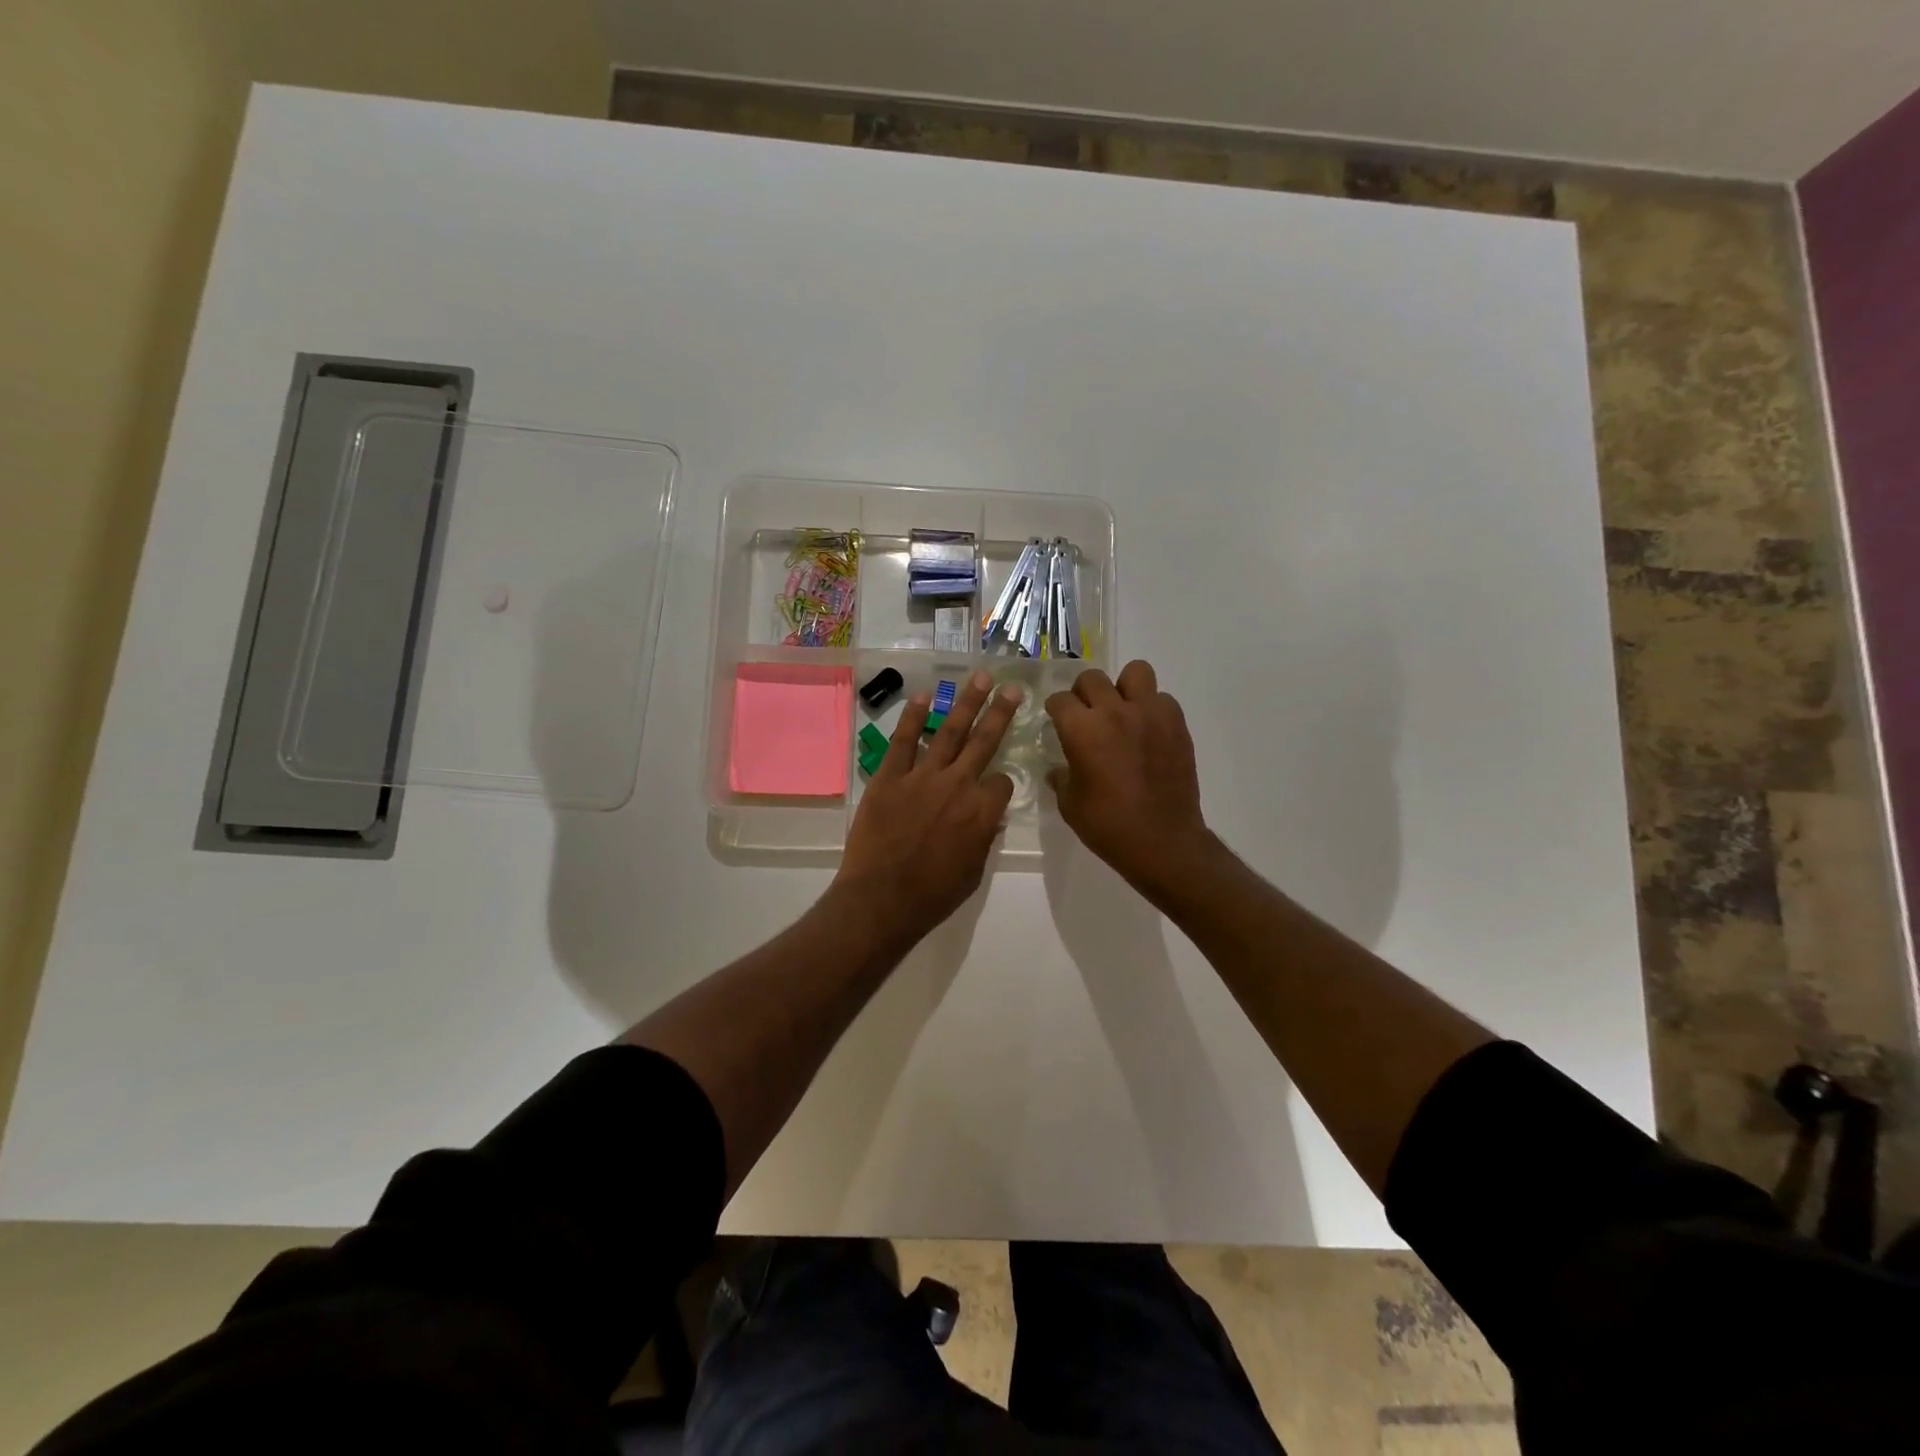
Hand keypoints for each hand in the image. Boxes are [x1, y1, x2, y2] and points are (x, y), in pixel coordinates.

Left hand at [836, 670, 1021, 941]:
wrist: (881, 900)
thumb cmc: (933, 895)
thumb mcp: (974, 872)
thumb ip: (983, 838)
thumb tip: (988, 817)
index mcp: (982, 811)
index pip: (1001, 781)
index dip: (1000, 784)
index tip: (993, 790)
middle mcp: (957, 785)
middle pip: (985, 741)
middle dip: (1000, 711)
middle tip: (1012, 687)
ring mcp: (921, 777)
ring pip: (949, 731)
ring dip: (966, 702)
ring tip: (979, 677)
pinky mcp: (889, 777)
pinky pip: (903, 741)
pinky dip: (913, 717)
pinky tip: (923, 695)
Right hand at [1046, 660, 1213, 897]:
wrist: (1163, 841)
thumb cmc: (1108, 826)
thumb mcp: (1070, 804)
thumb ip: (1062, 777)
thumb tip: (1059, 769)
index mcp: (1082, 729)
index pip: (1060, 699)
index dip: (1055, 710)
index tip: (1056, 720)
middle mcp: (1114, 711)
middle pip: (1092, 679)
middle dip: (1083, 693)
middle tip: (1086, 715)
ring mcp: (1150, 714)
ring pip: (1135, 672)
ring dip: (1124, 688)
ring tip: (1122, 711)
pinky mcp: (1176, 724)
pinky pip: (1162, 699)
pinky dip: (1152, 708)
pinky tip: (1147, 732)